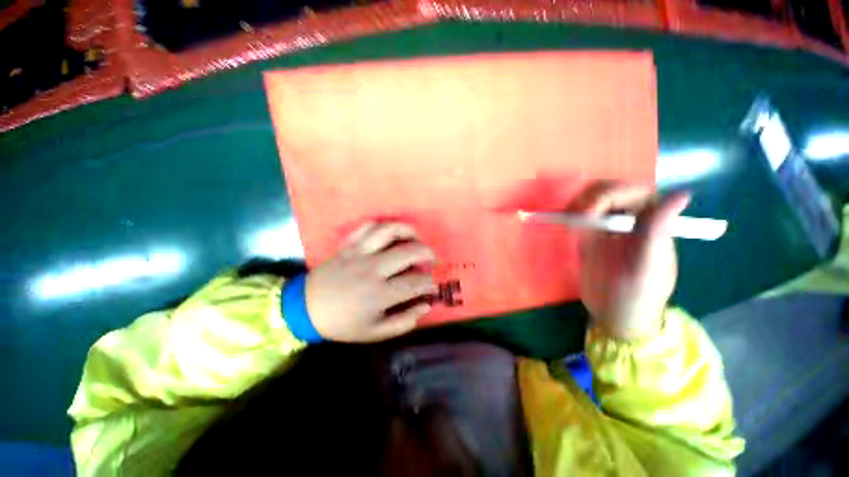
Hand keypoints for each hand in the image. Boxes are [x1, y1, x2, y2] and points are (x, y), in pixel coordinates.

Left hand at [305, 221, 436, 342]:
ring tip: (415, 238)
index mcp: (380, 294)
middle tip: (430, 260)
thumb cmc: (342, 323)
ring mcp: (359, 253)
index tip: (433, 285)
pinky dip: (383, 225)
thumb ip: (403, 322)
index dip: (430, 283)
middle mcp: (373, 269)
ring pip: (389, 231)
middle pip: (409, 251)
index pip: (416, 282)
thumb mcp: (374, 333)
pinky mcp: (349, 245)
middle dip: (427, 253)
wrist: (304, 309)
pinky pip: (368, 226)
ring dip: (408, 231)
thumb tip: (425, 306)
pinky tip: (390, 233)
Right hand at [575, 182, 689, 339]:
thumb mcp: (648, 265)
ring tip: (570, 222)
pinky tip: (568, 225)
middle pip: (609, 191)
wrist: (615, 314)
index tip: (587, 215)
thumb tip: (683, 193)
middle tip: (575, 219)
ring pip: (592, 199)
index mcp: (652, 221)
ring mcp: (608, 226)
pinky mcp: (591, 235)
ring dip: (578, 205)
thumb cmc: (637, 295)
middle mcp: (631, 219)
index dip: (608, 195)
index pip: (632, 191)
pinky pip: (580, 215)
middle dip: (589, 199)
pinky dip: (571, 215)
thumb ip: (658, 230)